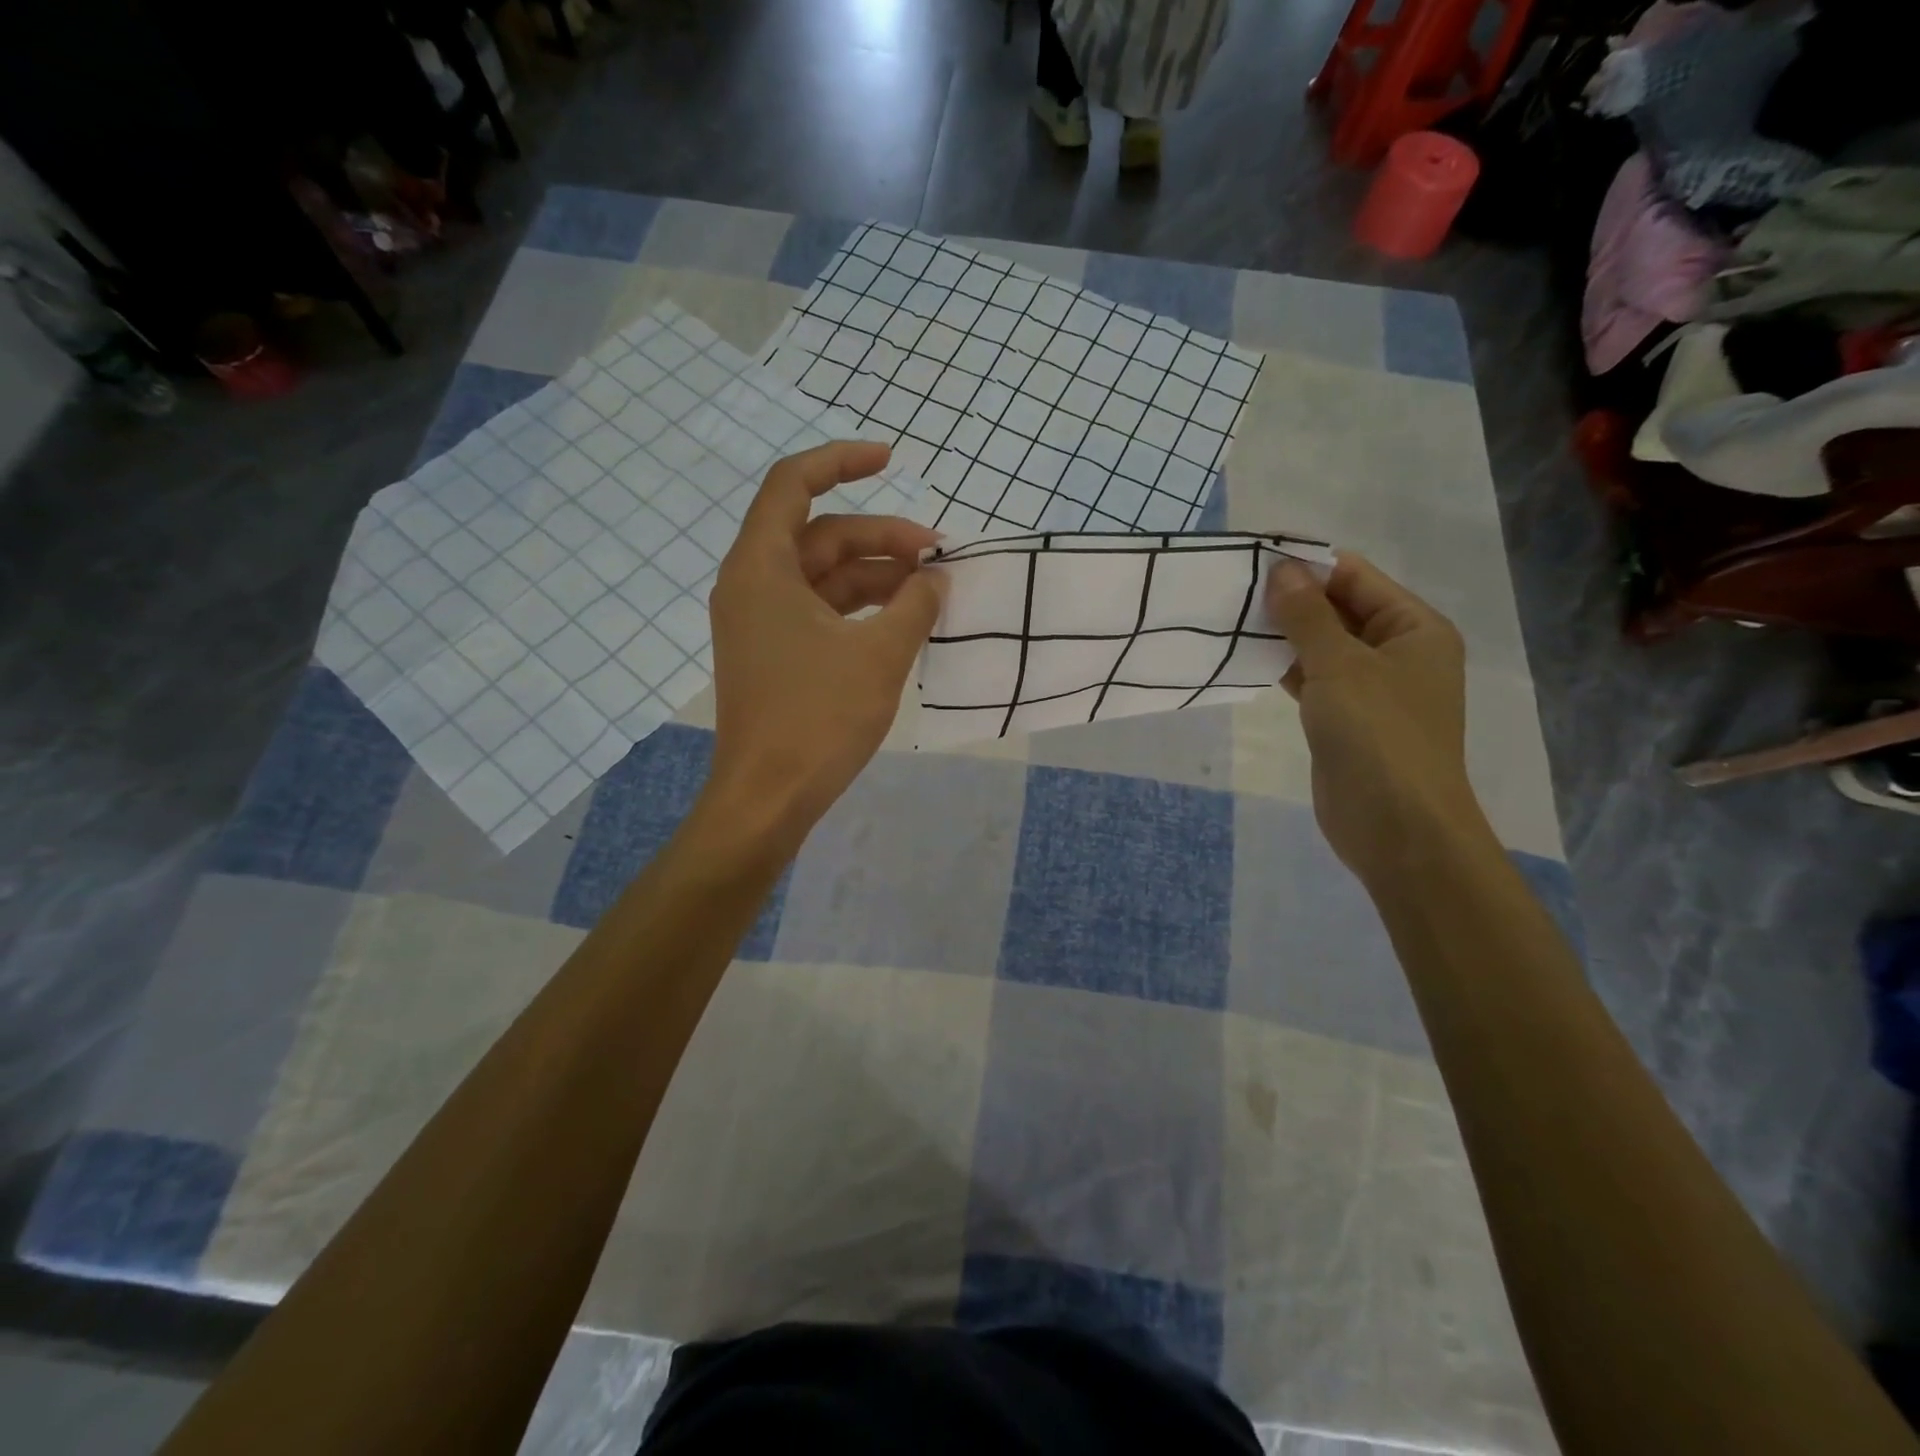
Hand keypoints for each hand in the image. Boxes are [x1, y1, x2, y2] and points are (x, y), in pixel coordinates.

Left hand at [702, 441, 946, 846]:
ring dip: (876, 576)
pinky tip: (902, 620)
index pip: (794, 483)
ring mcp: (761, 622)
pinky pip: (821, 611)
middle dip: (881, 537)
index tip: (892, 458)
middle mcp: (753, 585)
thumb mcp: (880, 655)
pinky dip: (860, 609)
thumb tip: (937, 577)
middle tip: (938, 554)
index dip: (842, 460)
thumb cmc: (818, 719)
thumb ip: (915, 605)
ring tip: (930, 589)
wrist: (768, 798)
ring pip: (824, 576)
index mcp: (761, 568)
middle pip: (820, 534)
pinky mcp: (774, 654)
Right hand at [1265, 552, 1485, 885]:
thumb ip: (1307, 616)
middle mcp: (1397, 652)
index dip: (1308, 565)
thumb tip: (1280, 569)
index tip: (1254, 557)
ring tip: (1231, 618)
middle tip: (1234, 589)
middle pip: (1340, 609)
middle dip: (1292, 599)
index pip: (1356, 577)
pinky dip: (1284, 668)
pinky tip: (1247, 658)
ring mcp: (1371, 689)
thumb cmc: (1378, 735)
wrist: (1396, 827)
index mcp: (1414, 628)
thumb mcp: (1339, 666)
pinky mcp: (1345, 720)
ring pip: (1322, 646)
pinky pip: (1313, 680)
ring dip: (1283, 634)